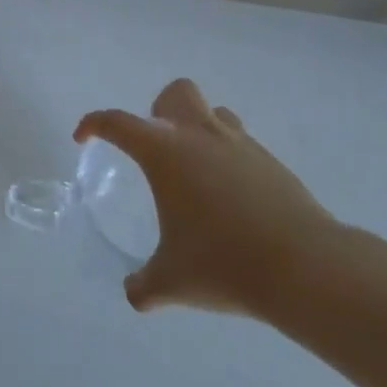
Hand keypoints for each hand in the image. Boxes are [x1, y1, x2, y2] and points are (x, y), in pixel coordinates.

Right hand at [75, 78, 342, 319]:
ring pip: (213, 112)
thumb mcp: (172, 281)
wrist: (303, 266)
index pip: (118, 123)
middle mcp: (200, 135)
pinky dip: (227, 158)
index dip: (94, 124)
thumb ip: (145, 286)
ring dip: (197, 129)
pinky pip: (240, 143)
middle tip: (156, 150)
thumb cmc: (223, 263)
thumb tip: (134, 294)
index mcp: (165, 152)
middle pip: (176, 93)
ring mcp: (240, 144)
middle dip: (159, 111)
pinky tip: (231, 199)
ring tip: (195, 172)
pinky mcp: (270, 161)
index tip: (84, 137)